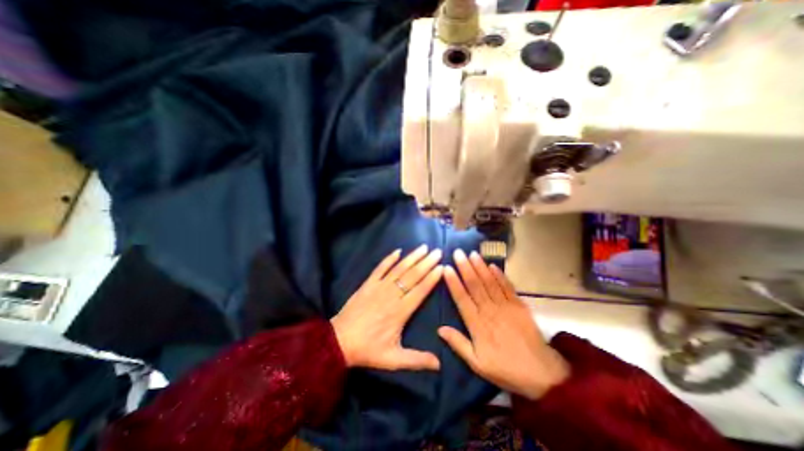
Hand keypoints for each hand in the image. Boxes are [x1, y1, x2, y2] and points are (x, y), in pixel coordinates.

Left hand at [329, 247, 441, 370]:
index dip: (432, 278)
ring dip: (412, 257)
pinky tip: (397, 251)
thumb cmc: (368, 349)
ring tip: (423, 247)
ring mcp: (378, 287)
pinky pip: (380, 268)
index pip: (420, 290)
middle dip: (426, 263)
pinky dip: (389, 259)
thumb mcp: (393, 359)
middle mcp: (392, 295)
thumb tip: (439, 364)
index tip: (441, 266)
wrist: (339, 341)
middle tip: (437, 252)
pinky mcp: (368, 284)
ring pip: (399, 269)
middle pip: (412, 276)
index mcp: (400, 312)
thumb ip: (416, 360)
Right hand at [439, 248, 563, 398]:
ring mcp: (506, 306)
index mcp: (478, 325)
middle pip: (475, 286)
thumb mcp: (477, 363)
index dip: (453, 282)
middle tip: (458, 253)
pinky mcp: (519, 305)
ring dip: (480, 267)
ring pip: (490, 283)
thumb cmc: (505, 368)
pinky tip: (492, 265)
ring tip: (472, 253)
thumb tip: (440, 329)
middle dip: (465, 268)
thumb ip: (458, 344)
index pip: (462, 299)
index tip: (446, 268)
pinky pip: (507, 287)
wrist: (542, 374)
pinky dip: (500, 275)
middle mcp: (490, 311)